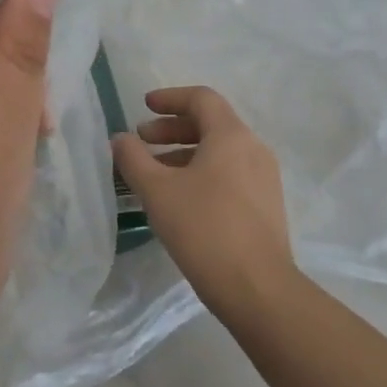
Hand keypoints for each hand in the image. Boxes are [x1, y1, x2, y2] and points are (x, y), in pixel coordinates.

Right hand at [113, 86, 298, 321]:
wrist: (257, 288)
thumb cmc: (204, 228)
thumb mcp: (157, 190)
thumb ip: (133, 158)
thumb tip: (120, 139)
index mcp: (231, 136)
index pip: (201, 98)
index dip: (169, 98)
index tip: (143, 107)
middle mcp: (253, 149)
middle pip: (210, 123)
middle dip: (172, 128)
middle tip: (142, 141)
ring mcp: (264, 178)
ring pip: (219, 151)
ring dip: (183, 153)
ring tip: (154, 173)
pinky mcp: (265, 205)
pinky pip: (229, 173)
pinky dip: (201, 172)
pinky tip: (179, 198)